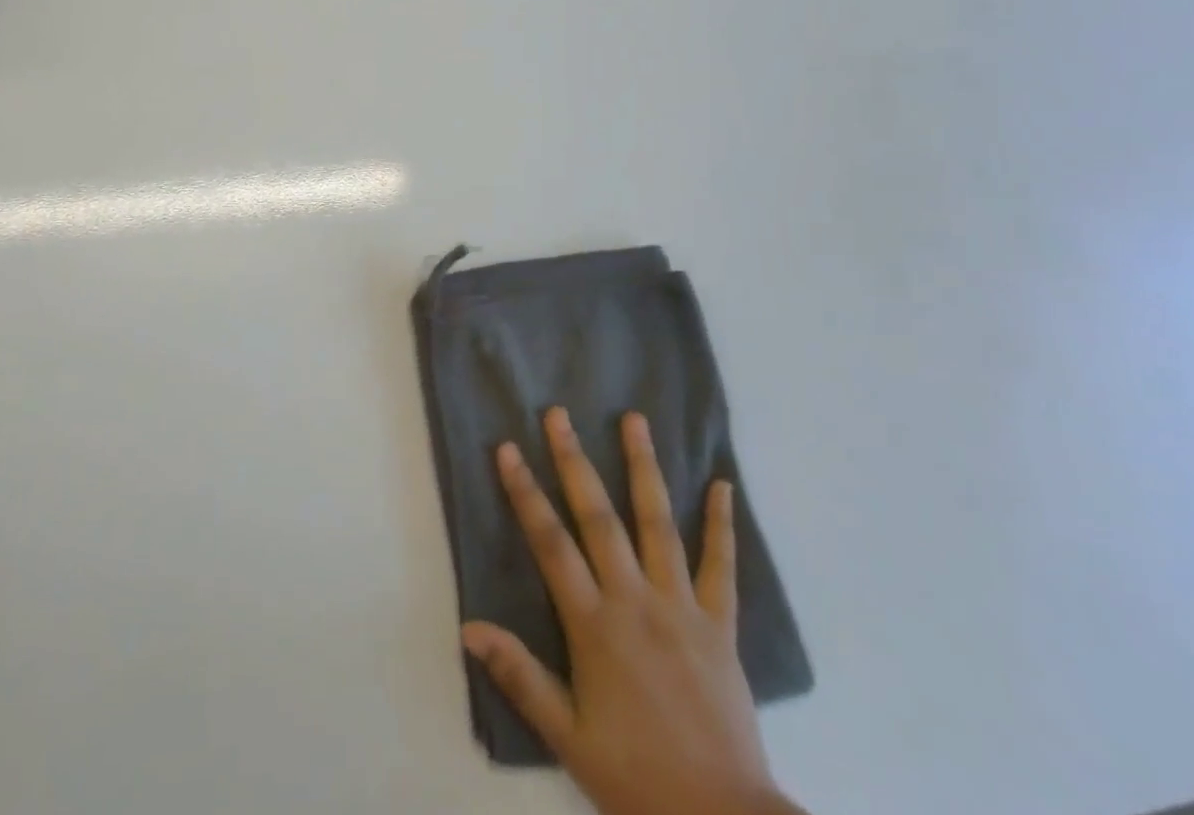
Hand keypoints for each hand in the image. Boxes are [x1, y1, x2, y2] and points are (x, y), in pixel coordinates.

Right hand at [461, 409, 803, 814]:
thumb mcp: (567, 737)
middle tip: (559, 414)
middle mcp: (635, 600)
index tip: (507, 449)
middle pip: (599, 517)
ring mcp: (681, 607)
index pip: (550, 543)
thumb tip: (469, 627)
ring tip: (634, 420)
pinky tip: (723, 485)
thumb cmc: (636, 779)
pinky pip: (722, 567)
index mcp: (594, 624)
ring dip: (644, 468)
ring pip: (658, 524)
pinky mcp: (720, 624)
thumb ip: (520, 676)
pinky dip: (722, 525)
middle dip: (574, 461)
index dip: (525, 493)